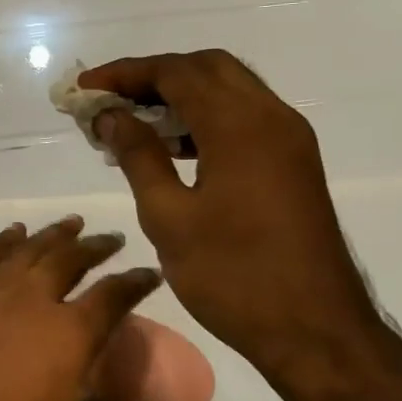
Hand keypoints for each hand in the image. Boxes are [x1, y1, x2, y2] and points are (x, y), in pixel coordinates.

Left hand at [0, 217, 162, 400]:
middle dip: (95, 247)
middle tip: (111, 238)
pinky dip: (1, 241)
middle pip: (70, 260)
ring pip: (29, 250)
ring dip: (53, 234)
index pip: (113, 296)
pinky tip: (11, 233)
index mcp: (70, 333)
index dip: (135, 282)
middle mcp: (34, 301)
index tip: (150, 272)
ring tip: (71, 223)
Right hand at [80, 51, 384, 378]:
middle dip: (154, 75)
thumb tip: (111, 116)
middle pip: (206, 67)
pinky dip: (206, 116)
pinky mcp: (293, 162)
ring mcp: (288, 139)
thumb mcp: (169, 217)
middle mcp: (271, 117)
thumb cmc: (234, 276)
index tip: (85, 88)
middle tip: (111, 100)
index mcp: (240, 126)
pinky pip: (244, 117)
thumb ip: (139, 156)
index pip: (175, 72)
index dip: (125, 73)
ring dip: (181, 93)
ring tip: (134, 121)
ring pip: (229, 89)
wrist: (317, 333)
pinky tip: (174, 147)